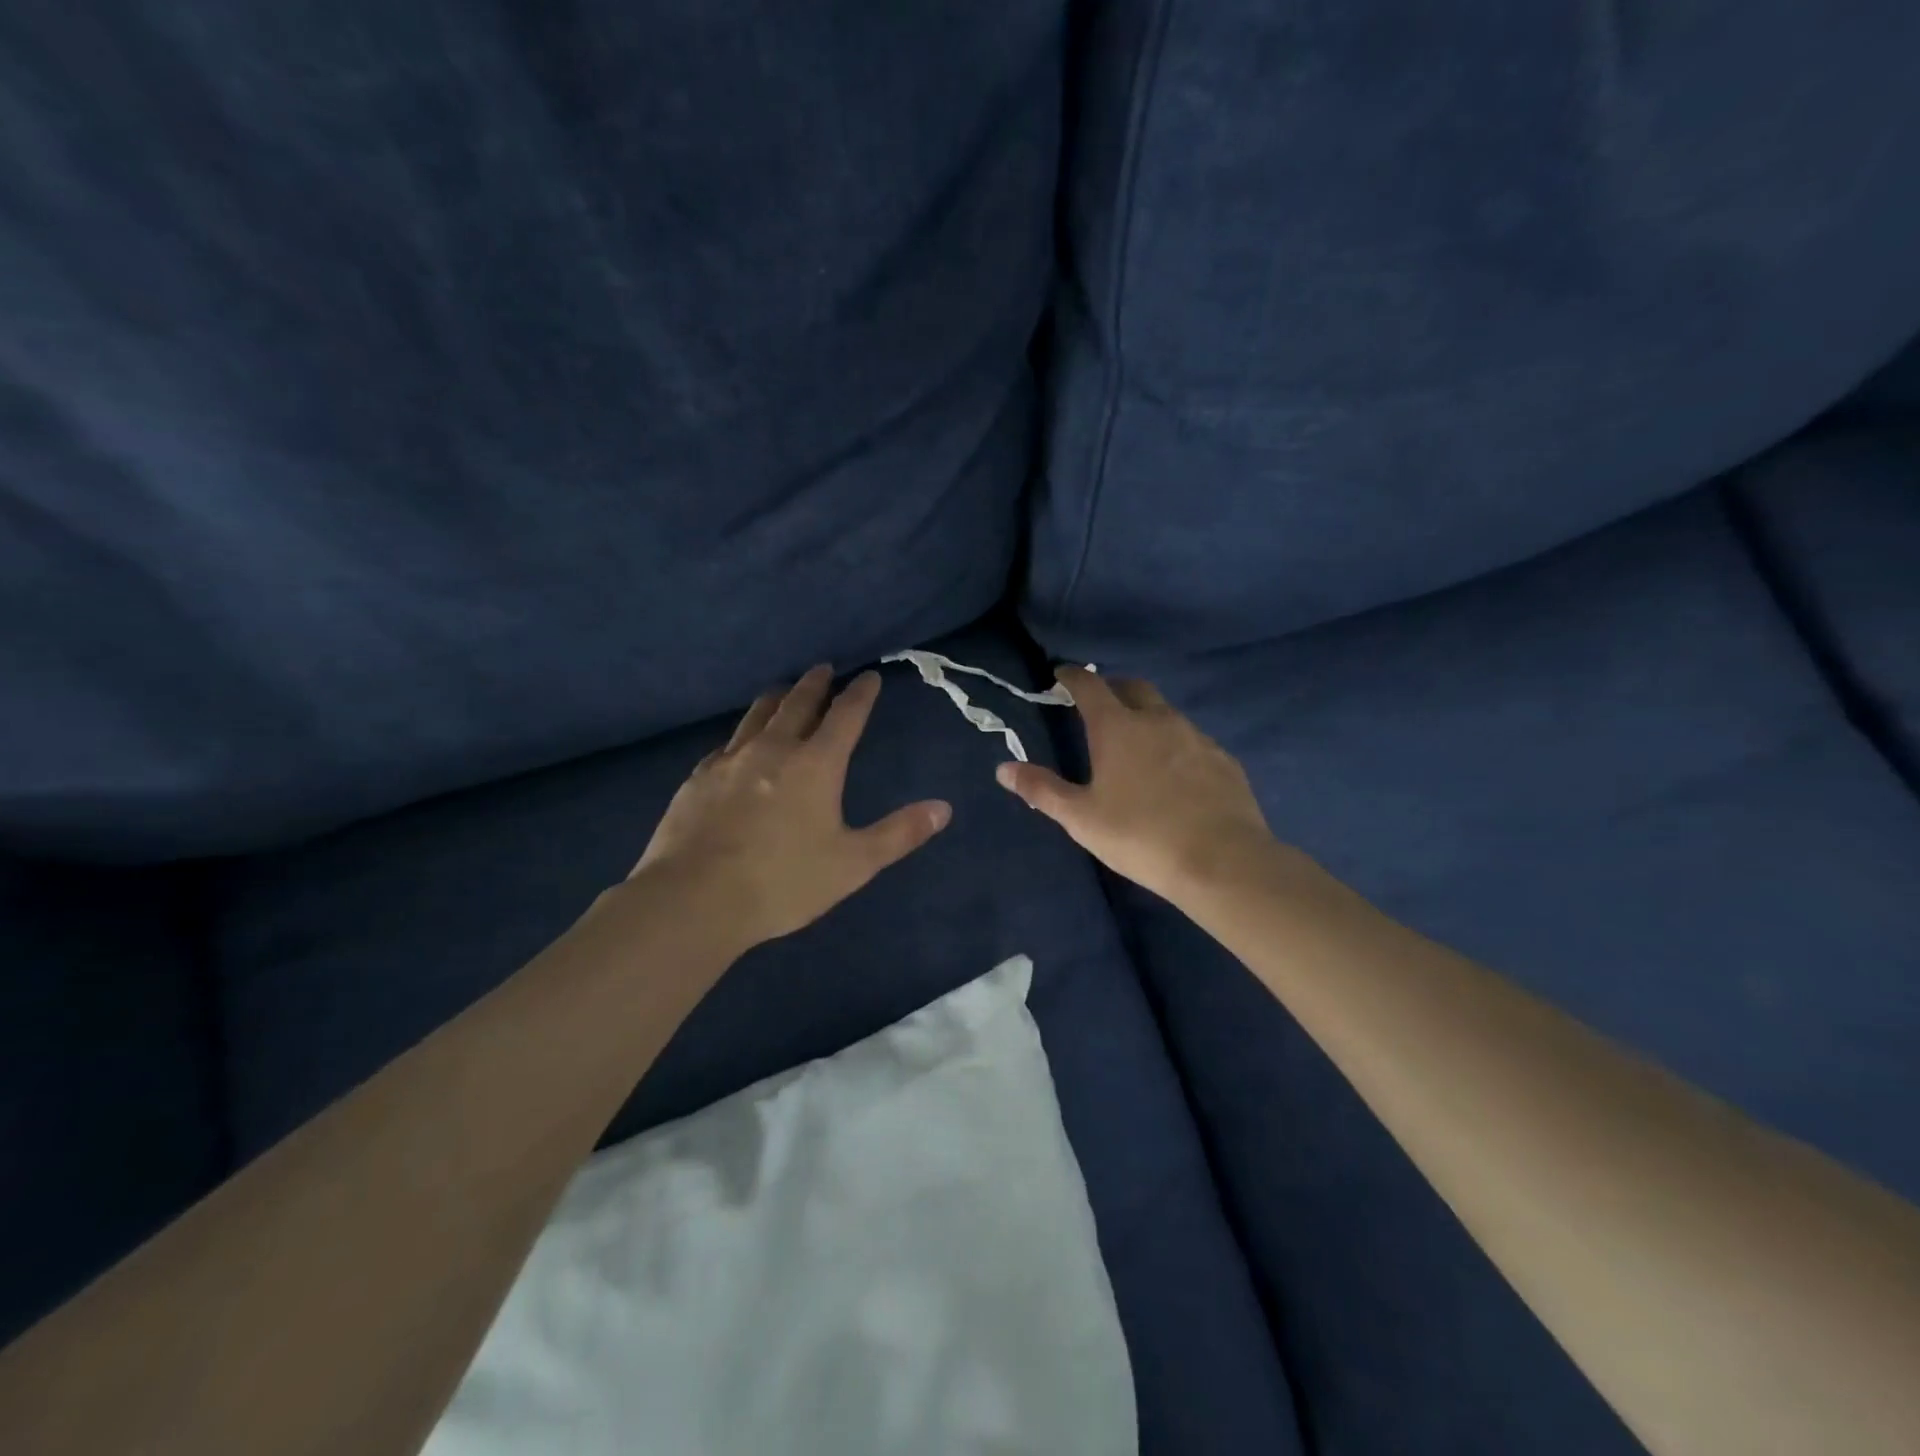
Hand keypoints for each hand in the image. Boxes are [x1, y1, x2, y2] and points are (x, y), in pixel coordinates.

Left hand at [634, 666, 951, 948]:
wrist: (694, 899)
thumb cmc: (783, 882)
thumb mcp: (853, 864)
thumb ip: (899, 833)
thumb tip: (944, 808)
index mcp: (816, 764)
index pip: (846, 715)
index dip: (861, 694)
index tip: (869, 677)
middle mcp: (773, 749)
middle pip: (798, 703)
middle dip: (815, 684)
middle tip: (824, 669)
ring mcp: (731, 760)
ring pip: (758, 715)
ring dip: (777, 698)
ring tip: (784, 690)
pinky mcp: (699, 778)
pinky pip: (727, 743)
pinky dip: (744, 733)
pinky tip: (739, 743)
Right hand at [995, 667, 1283, 904]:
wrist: (1221, 861)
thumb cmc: (1140, 836)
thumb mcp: (1081, 818)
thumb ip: (1042, 790)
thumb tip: (1003, 768)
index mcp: (1118, 727)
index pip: (1090, 686)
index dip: (1072, 676)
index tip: (1061, 675)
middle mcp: (1158, 720)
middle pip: (1132, 687)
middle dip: (1112, 687)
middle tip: (1097, 703)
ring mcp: (1196, 736)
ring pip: (1165, 711)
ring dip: (1145, 714)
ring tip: (1134, 738)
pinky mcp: (1223, 759)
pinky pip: (1191, 738)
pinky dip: (1173, 741)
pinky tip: (1172, 769)